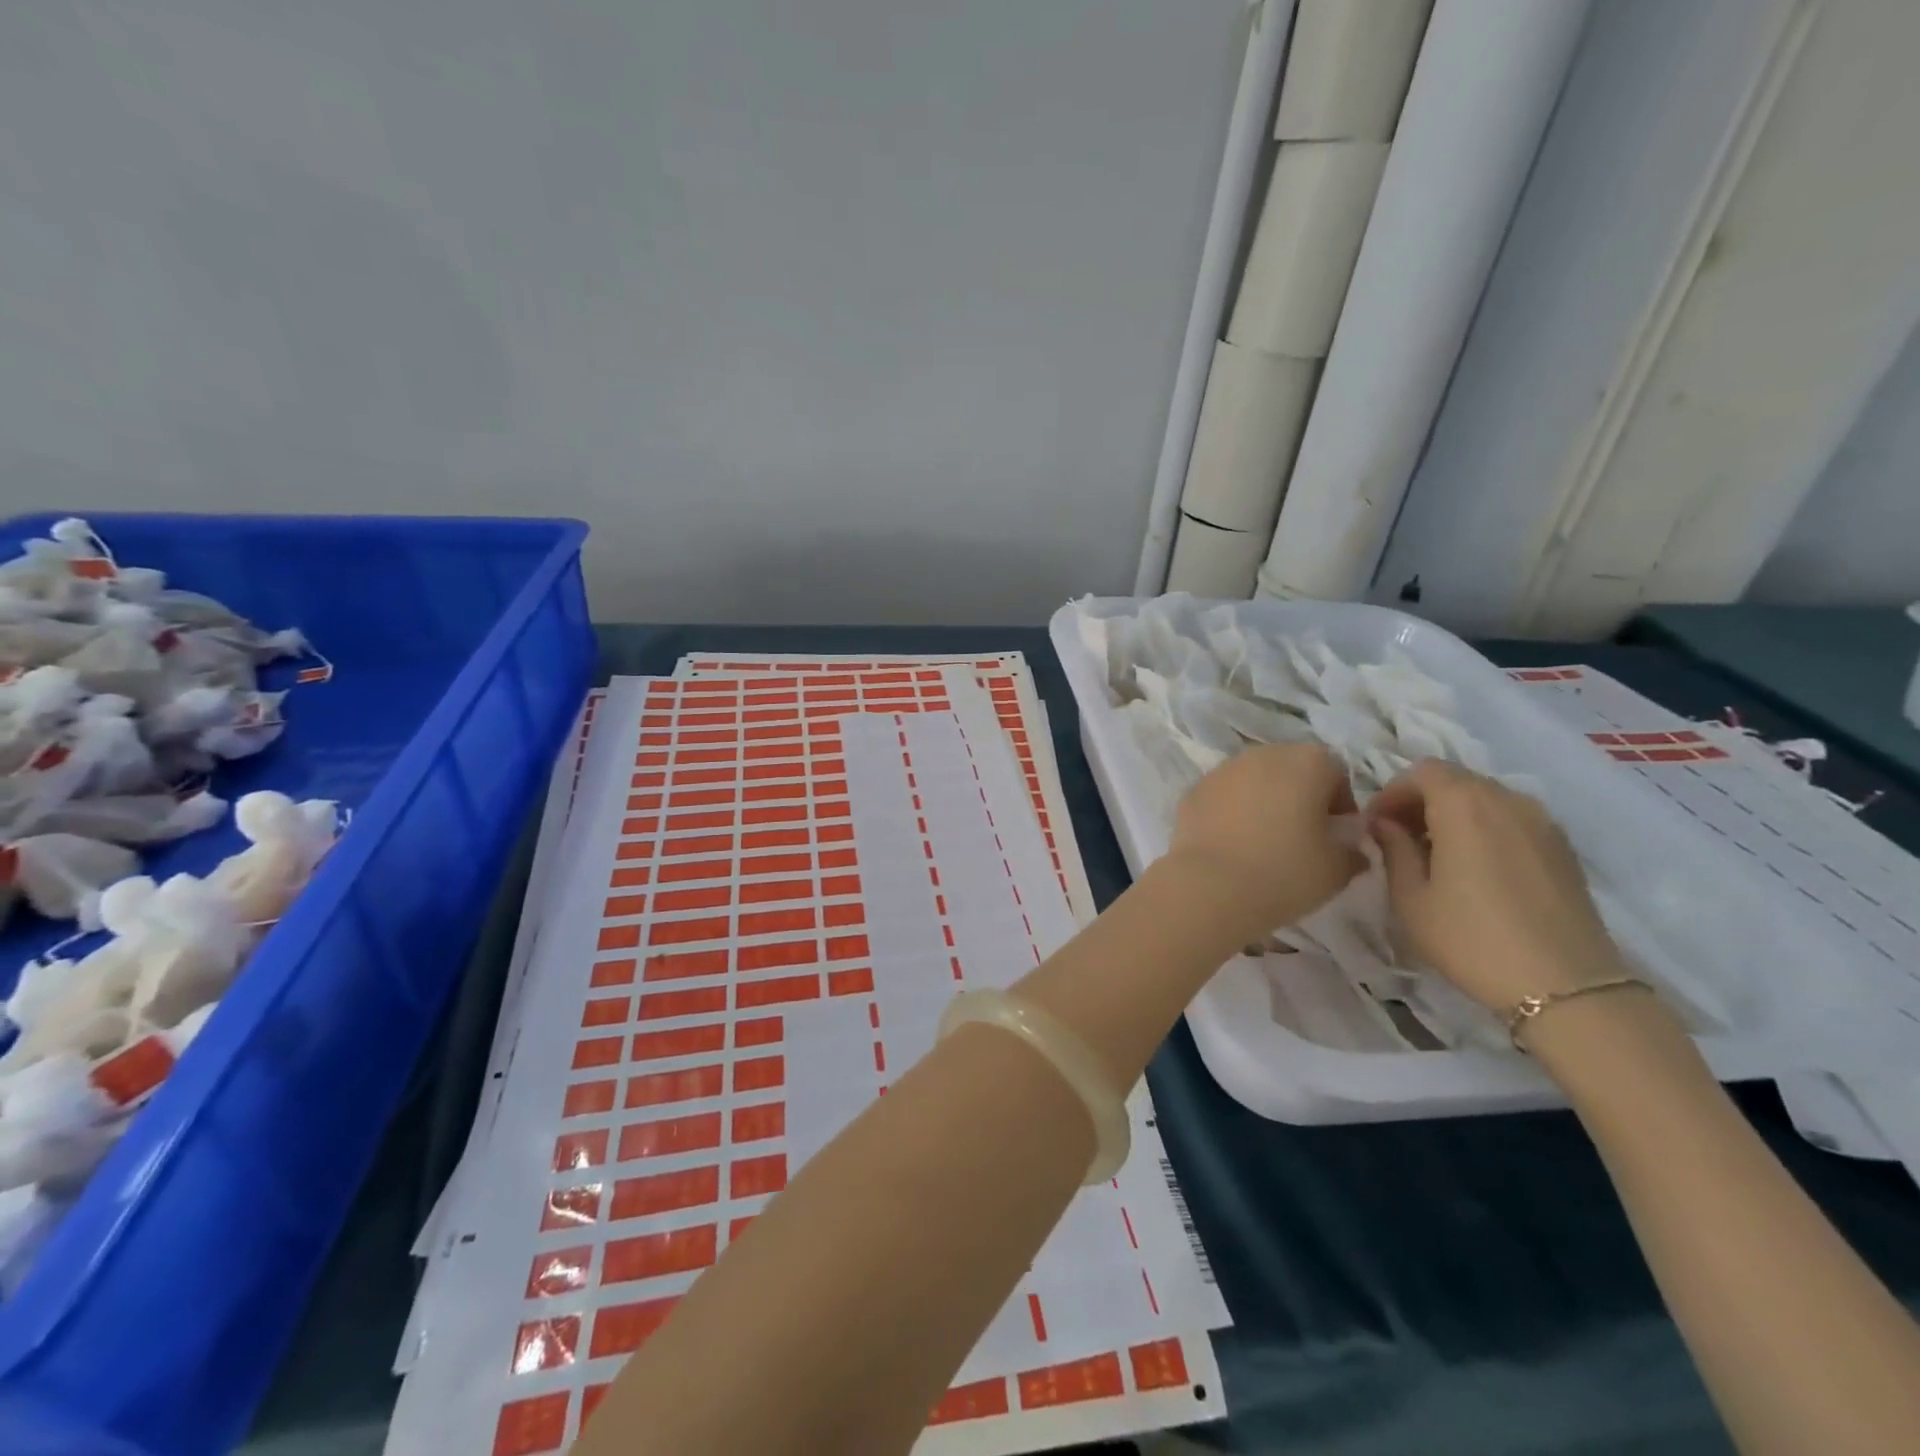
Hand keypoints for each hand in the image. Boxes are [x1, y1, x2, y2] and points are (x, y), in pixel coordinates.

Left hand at [1168, 744, 1363, 938]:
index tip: (1336, 837)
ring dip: (1262, 802)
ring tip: (1262, 843)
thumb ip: (1352, 851)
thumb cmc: (1286, 872)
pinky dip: (1230, 813)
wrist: (1210, 887)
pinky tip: (1231, 845)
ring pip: (1253, 781)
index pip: (1336, 774)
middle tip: (1301, 838)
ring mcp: (1222, 770)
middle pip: (1291, 770)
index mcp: (1307, 761)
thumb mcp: (1338, 870)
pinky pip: (1222, 797)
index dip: (1340, 806)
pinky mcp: (1193, 791)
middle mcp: (1263, 754)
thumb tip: (1350, 848)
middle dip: (1299, 798)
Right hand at [1366, 759, 1625, 1013]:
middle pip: (1455, 779)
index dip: (1392, 792)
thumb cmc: (1471, 939)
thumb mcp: (1411, 898)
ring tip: (1437, 855)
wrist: (1565, 988)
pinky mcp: (1563, 848)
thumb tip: (1385, 824)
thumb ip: (1393, 849)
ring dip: (1454, 814)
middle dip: (1421, 801)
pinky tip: (1476, 870)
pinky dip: (1485, 828)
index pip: (1421, 772)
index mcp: (1465, 805)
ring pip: (1486, 798)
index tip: (1375, 827)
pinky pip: (1512, 819)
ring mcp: (1543, 822)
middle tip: (1400, 839)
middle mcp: (1507, 800)